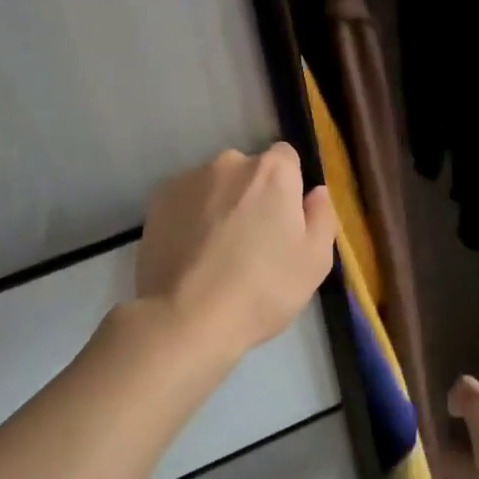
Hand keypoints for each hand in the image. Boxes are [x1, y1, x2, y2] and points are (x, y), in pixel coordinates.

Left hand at [136, 144, 337, 363]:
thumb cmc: (262, 291)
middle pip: (249, 171)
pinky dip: (189, 218)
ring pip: (214, 186)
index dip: (288, 188)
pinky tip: (190, 253)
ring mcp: (188, 179)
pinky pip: (185, 201)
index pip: (286, 159)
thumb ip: (321, 217)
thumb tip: (316, 192)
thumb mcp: (315, 262)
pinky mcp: (157, 201)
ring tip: (215, 252)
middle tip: (251, 242)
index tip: (284, 221)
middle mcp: (229, 163)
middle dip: (252, 196)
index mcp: (272, 172)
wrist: (186, 320)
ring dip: (219, 206)